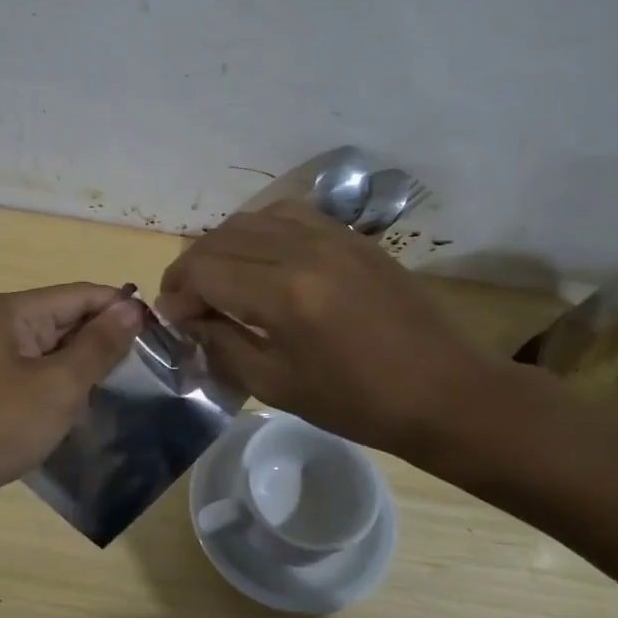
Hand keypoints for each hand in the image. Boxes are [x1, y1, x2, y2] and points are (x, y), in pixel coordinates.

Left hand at [0, 284, 142, 509]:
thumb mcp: (58, 386)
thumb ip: (98, 345)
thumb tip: (133, 308)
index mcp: (13, 310)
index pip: (81, 294)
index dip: (122, 309)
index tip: (162, 335)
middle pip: (65, 318)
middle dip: (104, 340)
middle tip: (148, 369)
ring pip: (51, 349)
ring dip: (83, 366)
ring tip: (121, 389)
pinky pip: (34, 372)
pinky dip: (59, 385)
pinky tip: (79, 408)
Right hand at [157, 201, 500, 454]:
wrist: (444, 390)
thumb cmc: (357, 402)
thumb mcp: (276, 385)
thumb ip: (222, 344)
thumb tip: (187, 319)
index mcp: (284, 294)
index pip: (203, 271)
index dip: (176, 294)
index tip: (173, 320)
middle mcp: (302, 250)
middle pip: (220, 239)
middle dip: (191, 269)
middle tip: (188, 304)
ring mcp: (330, 235)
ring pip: (250, 219)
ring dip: (222, 247)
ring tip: (219, 281)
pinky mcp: (350, 235)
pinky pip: (287, 215)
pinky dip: (258, 232)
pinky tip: (260, 261)